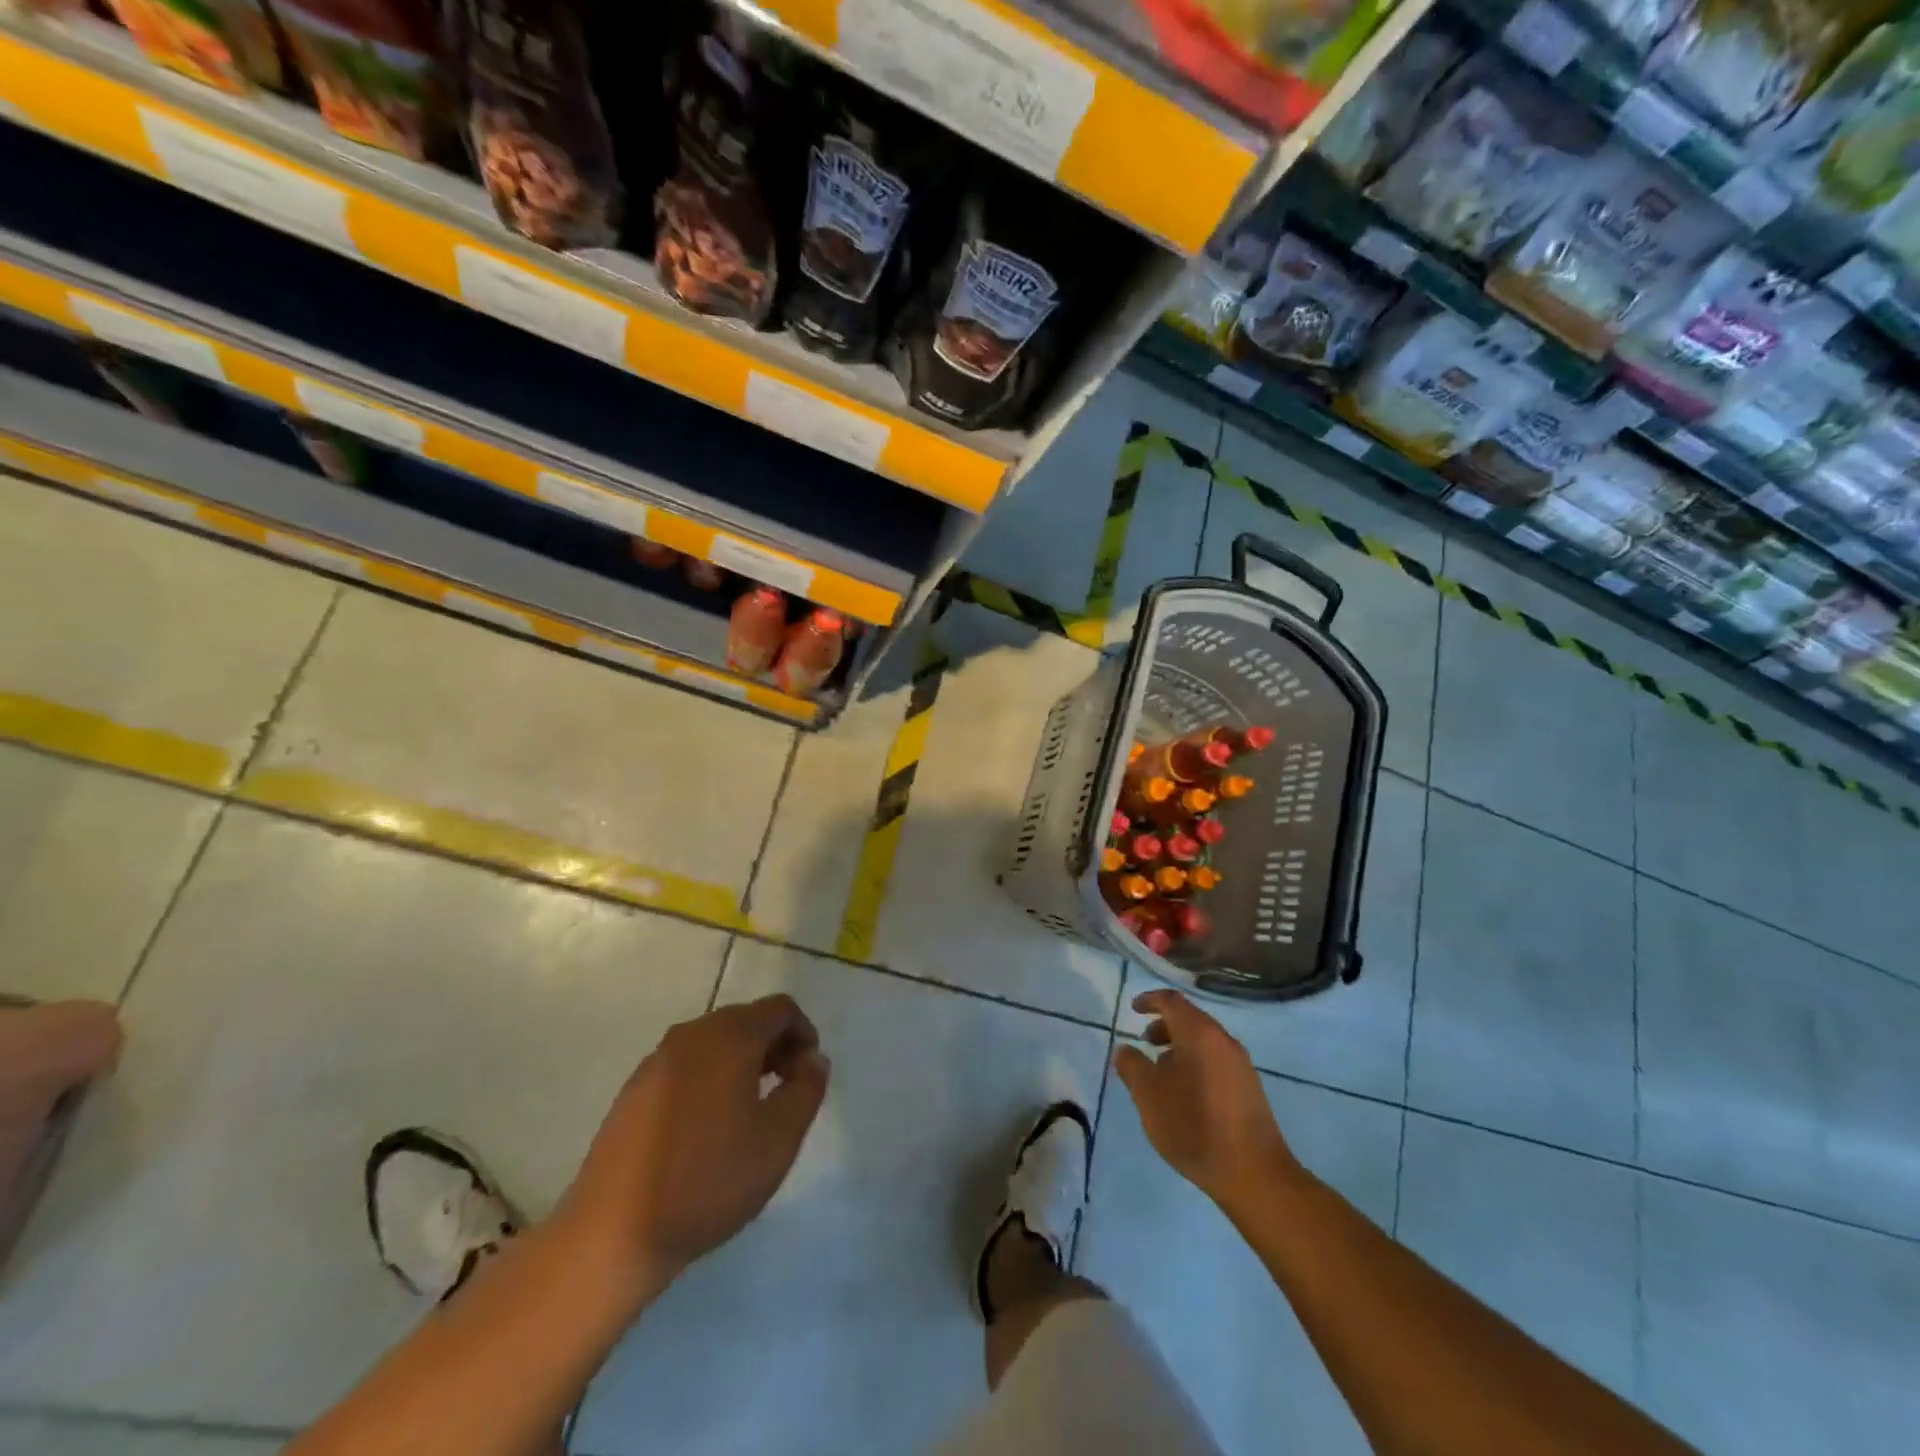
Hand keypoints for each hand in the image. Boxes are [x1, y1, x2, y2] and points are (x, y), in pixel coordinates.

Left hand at [559, 995, 828, 1298]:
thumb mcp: (779, 1139)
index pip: (780, 1009)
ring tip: (750, 1113)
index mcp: (729, 1036)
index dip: (804, 1033)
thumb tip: (812, 1060)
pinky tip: (708, 1128)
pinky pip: (687, 1066)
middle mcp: (691, 1034)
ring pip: (715, 1043)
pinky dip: (710, 1078)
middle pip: (746, 1020)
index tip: (808, 1075)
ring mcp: (657, 1061)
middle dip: (775, 1047)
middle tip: (786, 1093)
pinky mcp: (634, 1090)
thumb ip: (807, 1089)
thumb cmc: (708, 1180)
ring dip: (743, 1063)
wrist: (612, 1232)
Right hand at [1113, 990, 1301, 1212]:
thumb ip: (1132, 1066)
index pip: (1171, 1001)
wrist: (1254, 1173)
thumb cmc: (1194, 1125)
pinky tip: (1185, 1094)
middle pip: (1190, 1019)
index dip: (1150, 1000)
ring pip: (1204, 1042)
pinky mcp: (1249, 1088)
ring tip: (1161, 1073)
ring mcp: (1241, 1065)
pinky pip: (1216, 1061)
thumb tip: (1126, 1050)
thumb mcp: (1149, 1095)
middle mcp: (1223, 1041)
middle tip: (1145, 1043)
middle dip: (1164, 1026)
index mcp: (1199, 1033)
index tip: (1133, 1008)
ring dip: (1179, 1047)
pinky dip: (1195, 1063)